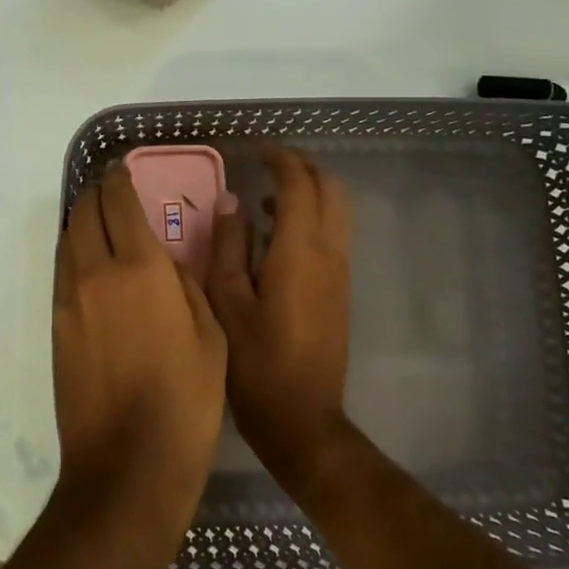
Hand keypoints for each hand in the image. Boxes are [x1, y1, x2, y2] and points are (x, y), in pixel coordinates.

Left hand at [51, 165, 226, 568]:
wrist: (127, 464)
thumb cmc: (186, 400)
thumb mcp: (210, 335)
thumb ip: (186, 283)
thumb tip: (167, 256)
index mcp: (140, 268)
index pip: (119, 203)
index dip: (119, 180)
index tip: (122, 170)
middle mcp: (96, 272)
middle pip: (84, 212)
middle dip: (95, 193)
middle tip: (111, 190)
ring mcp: (69, 299)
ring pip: (67, 239)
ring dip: (81, 221)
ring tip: (99, 220)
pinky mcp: (55, 324)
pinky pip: (62, 270)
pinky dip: (73, 252)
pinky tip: (90, 263)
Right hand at [207, 147, 353, 493]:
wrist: (303, 419)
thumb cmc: (256, 363)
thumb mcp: (227, 302)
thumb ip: (229, 246)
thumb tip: (230, 202)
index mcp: (300, 251)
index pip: (299, 185)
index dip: (280, 159)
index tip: (256, 150)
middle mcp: (329, 253)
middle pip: (330, 189)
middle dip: (302, 168)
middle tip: (266, 165)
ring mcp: (340, 272)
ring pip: (337, 211)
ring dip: (309, 192)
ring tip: (266, 198)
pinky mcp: (340, 290)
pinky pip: (333, 234)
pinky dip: (312, 217)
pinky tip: (277, 235)